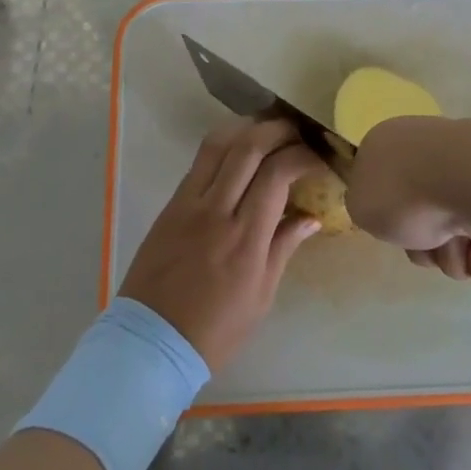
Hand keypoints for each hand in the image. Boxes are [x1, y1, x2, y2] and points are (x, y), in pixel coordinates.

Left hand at [119, 119, 323, 369]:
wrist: (152, 342)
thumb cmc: (216, 329)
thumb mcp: (262, 295)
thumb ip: (285, 247)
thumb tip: (311, 217)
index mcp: (245, 238)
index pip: (277, 174)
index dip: (302, 156)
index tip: (318, 158)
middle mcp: (216, 210)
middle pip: (248, 147)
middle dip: (278, 130)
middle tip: (297, 132)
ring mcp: (189, 203)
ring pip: (218, 144)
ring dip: (247, 128)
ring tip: (268, 129)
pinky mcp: (171, 204)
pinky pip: (199, 162)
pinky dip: (224, 146)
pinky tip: (239, 150)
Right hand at [346, 116, 470, 291]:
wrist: (470, 179)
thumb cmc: (404, 190)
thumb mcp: (359, 204)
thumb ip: (364, 208)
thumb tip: (389, 211)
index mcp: (390, 146)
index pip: (382, 186)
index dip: (385, 217)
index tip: (390, 229)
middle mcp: (428, 156)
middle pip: (418, 221)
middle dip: (424, 248)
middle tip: (428, 248)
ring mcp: (467, 174)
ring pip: (453, 240)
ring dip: (453, 258)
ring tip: (462, 253)